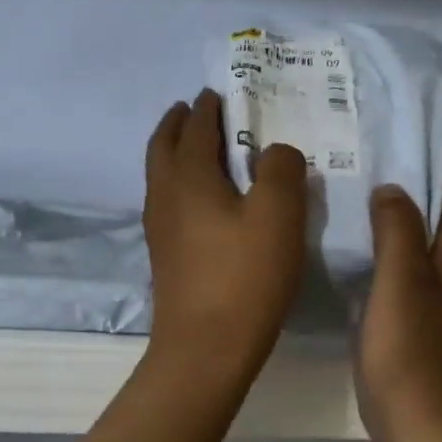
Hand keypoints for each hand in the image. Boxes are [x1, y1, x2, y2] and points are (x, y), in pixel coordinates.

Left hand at [143, 90, 306, 382]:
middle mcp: (165, 196)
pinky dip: (179, 185)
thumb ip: (282, 169)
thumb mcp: (279, 215)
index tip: (219, 92)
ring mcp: (159, 230)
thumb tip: (275, 152)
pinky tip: (202, 203)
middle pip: (163, 146)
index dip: (209, 106)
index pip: (196, 126)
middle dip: (178, 123)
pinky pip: (168, 204)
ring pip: (161, 176)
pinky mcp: (165, 258)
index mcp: (189, 176)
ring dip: (174, 154)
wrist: (205, 349)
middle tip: (195, 110)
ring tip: (198, 150)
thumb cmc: (245, 277)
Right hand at [358, 180, 441, 441]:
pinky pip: (421, 284)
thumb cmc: (407, 346)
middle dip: (414, 205)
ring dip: (406, 237)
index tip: (388, 165)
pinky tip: (370, 273)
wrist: (418, 421)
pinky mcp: (435, 332)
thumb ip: (398, 227)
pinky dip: (400, 268)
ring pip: (433, 257)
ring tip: (364, 225)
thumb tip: (394, 190)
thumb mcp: (400, 278)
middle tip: (368, 192)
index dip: (427, 179)